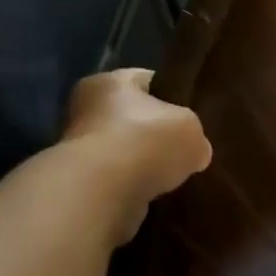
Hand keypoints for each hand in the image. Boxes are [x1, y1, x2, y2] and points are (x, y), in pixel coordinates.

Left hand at [61, 69, 210, 246]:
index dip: (173, 95)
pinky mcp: (82, 183)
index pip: (147, 80)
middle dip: (157, 134)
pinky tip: (156, 195)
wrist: (105, 192)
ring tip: (174, 176)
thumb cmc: (147, 142)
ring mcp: (80, 148)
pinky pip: (118, 180)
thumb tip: (196, 152)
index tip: (193, 114)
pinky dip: (135, 186)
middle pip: (133, 117)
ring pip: (125, 151)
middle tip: (186, 149)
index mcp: (110, 81)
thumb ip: (194, 134)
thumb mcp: (191, 129)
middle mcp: (87, 108)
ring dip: (144, 164)